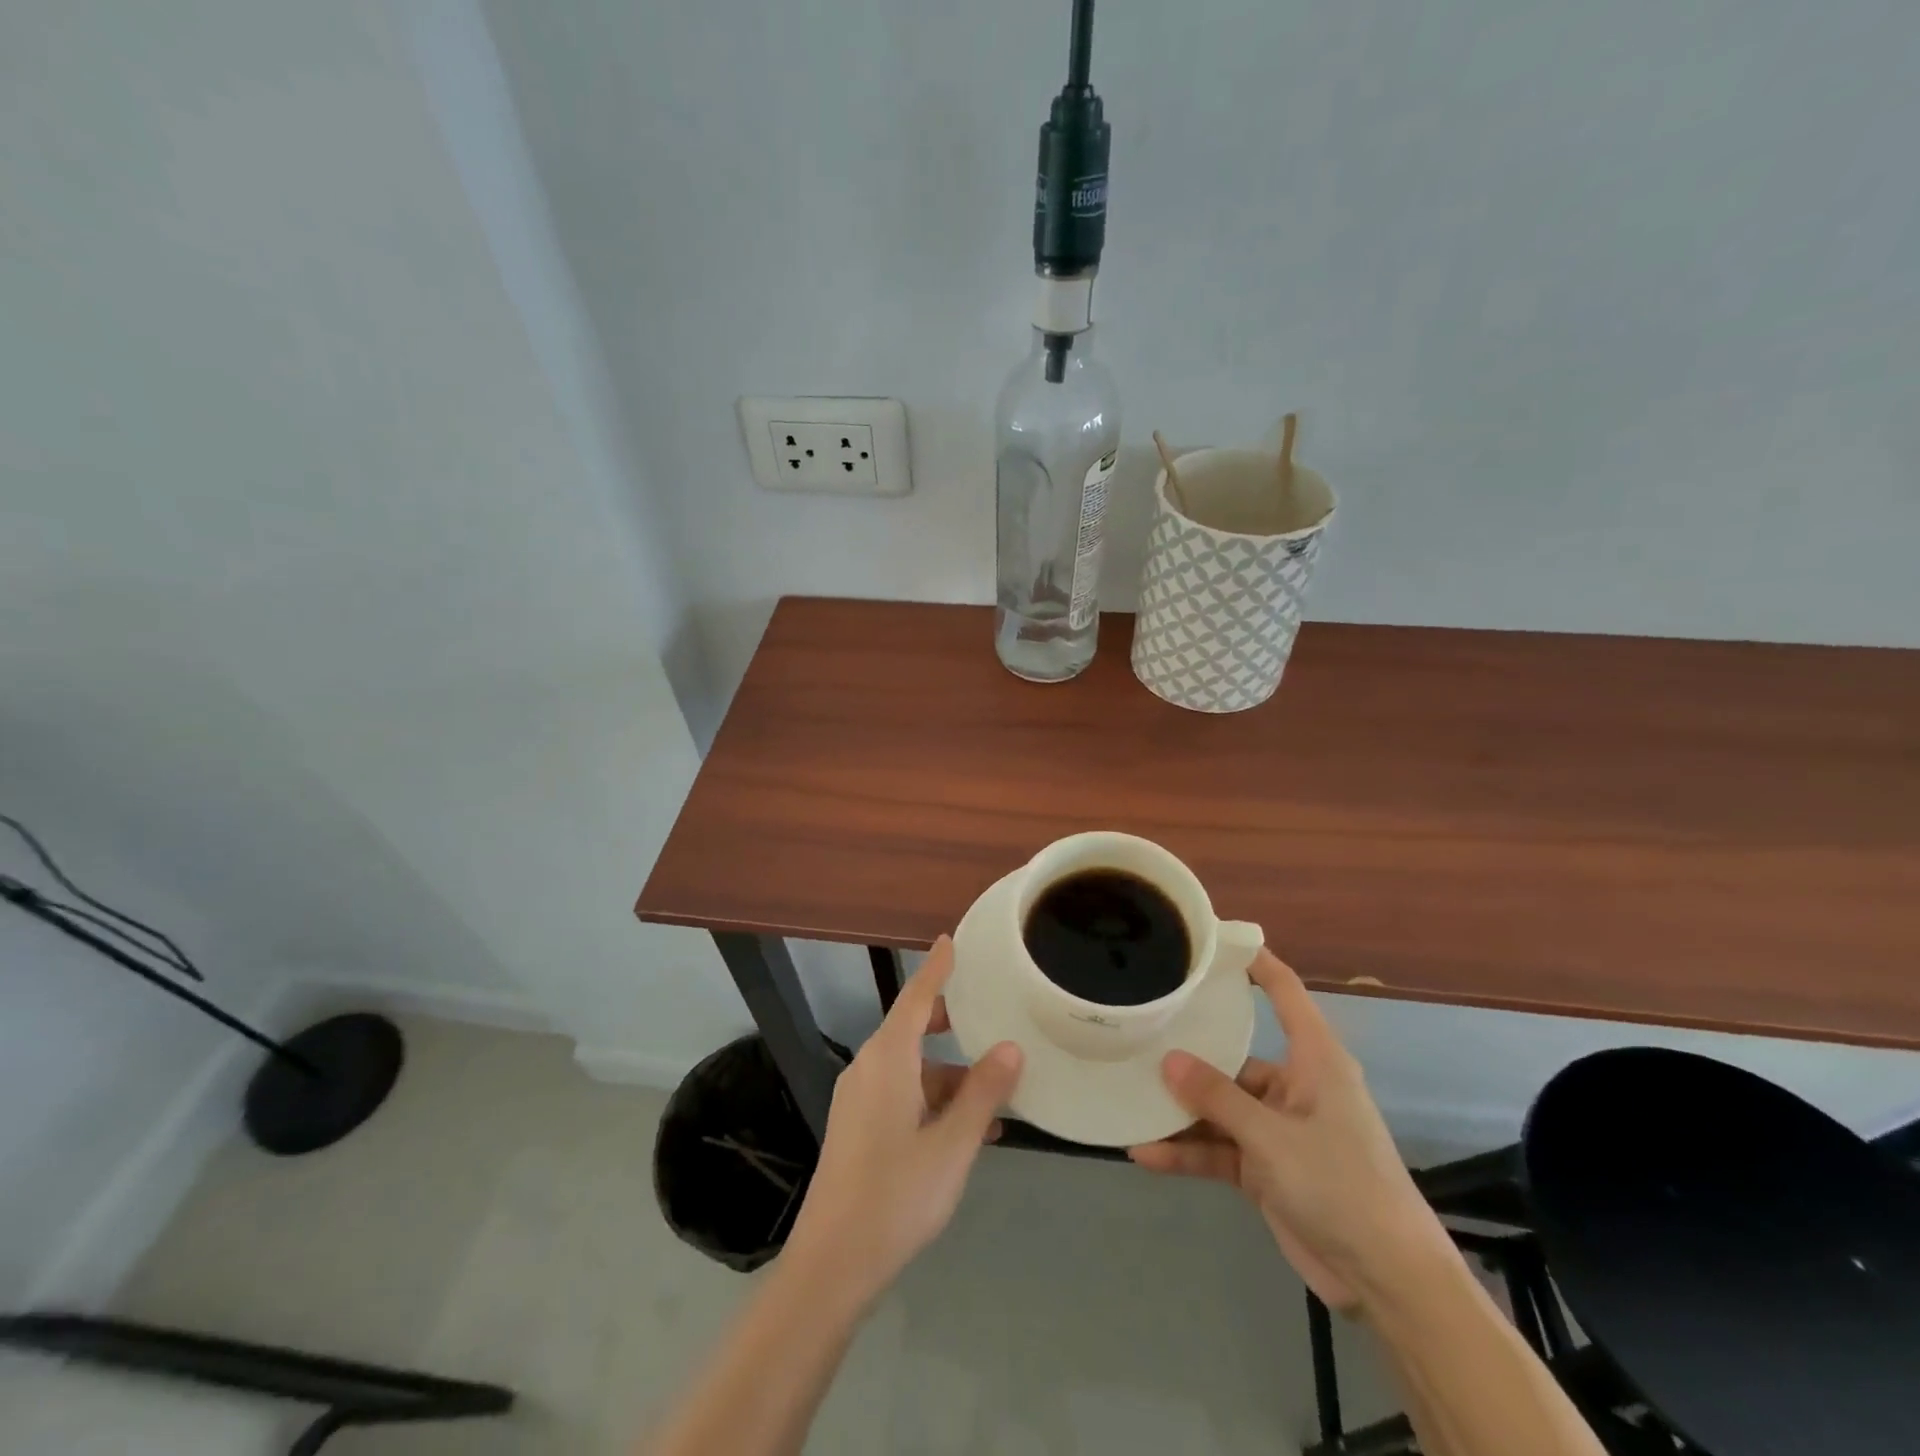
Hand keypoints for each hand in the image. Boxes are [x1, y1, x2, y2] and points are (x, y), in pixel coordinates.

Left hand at [784, 936, 1022, 1308]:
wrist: (832, 1265)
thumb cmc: (896, 1195)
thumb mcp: (952, 1145)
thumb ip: (983, 1093)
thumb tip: (1011, 1047)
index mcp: (887, 1060)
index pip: (915, 997)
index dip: (936, 968)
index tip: (950, 940)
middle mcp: (868, 1069)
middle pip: (911, 1029)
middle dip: (948, 1023)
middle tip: (987, 1016)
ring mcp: (858, 1100)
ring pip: (910, 1069)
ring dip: (948, 1076)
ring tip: (994, 1098)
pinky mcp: (857, 1128)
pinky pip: (900, 1095)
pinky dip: (932, 1100)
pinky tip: (965, 1132)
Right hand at [1128, 949, 1450, 1313]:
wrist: (1388, 1282)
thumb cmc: (1342, 1185)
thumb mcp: (1273, 1138)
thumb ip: (1218, 1098)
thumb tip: (1167, 1060)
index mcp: (1314, 1060)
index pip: (1284, 992)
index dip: (1253, 962)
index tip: (1211, 941)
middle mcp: (1294, 1085)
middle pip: (1234, 1054)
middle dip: (1189, 1050)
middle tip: (1139, 1028)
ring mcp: (1278, 1128)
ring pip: (1220, 1106)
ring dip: (1181, 1109)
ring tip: (1129, 1095)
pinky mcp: (1266, 1168)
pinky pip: (1219, 1149)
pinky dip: (1188, 1152)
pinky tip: (1145, 1153)